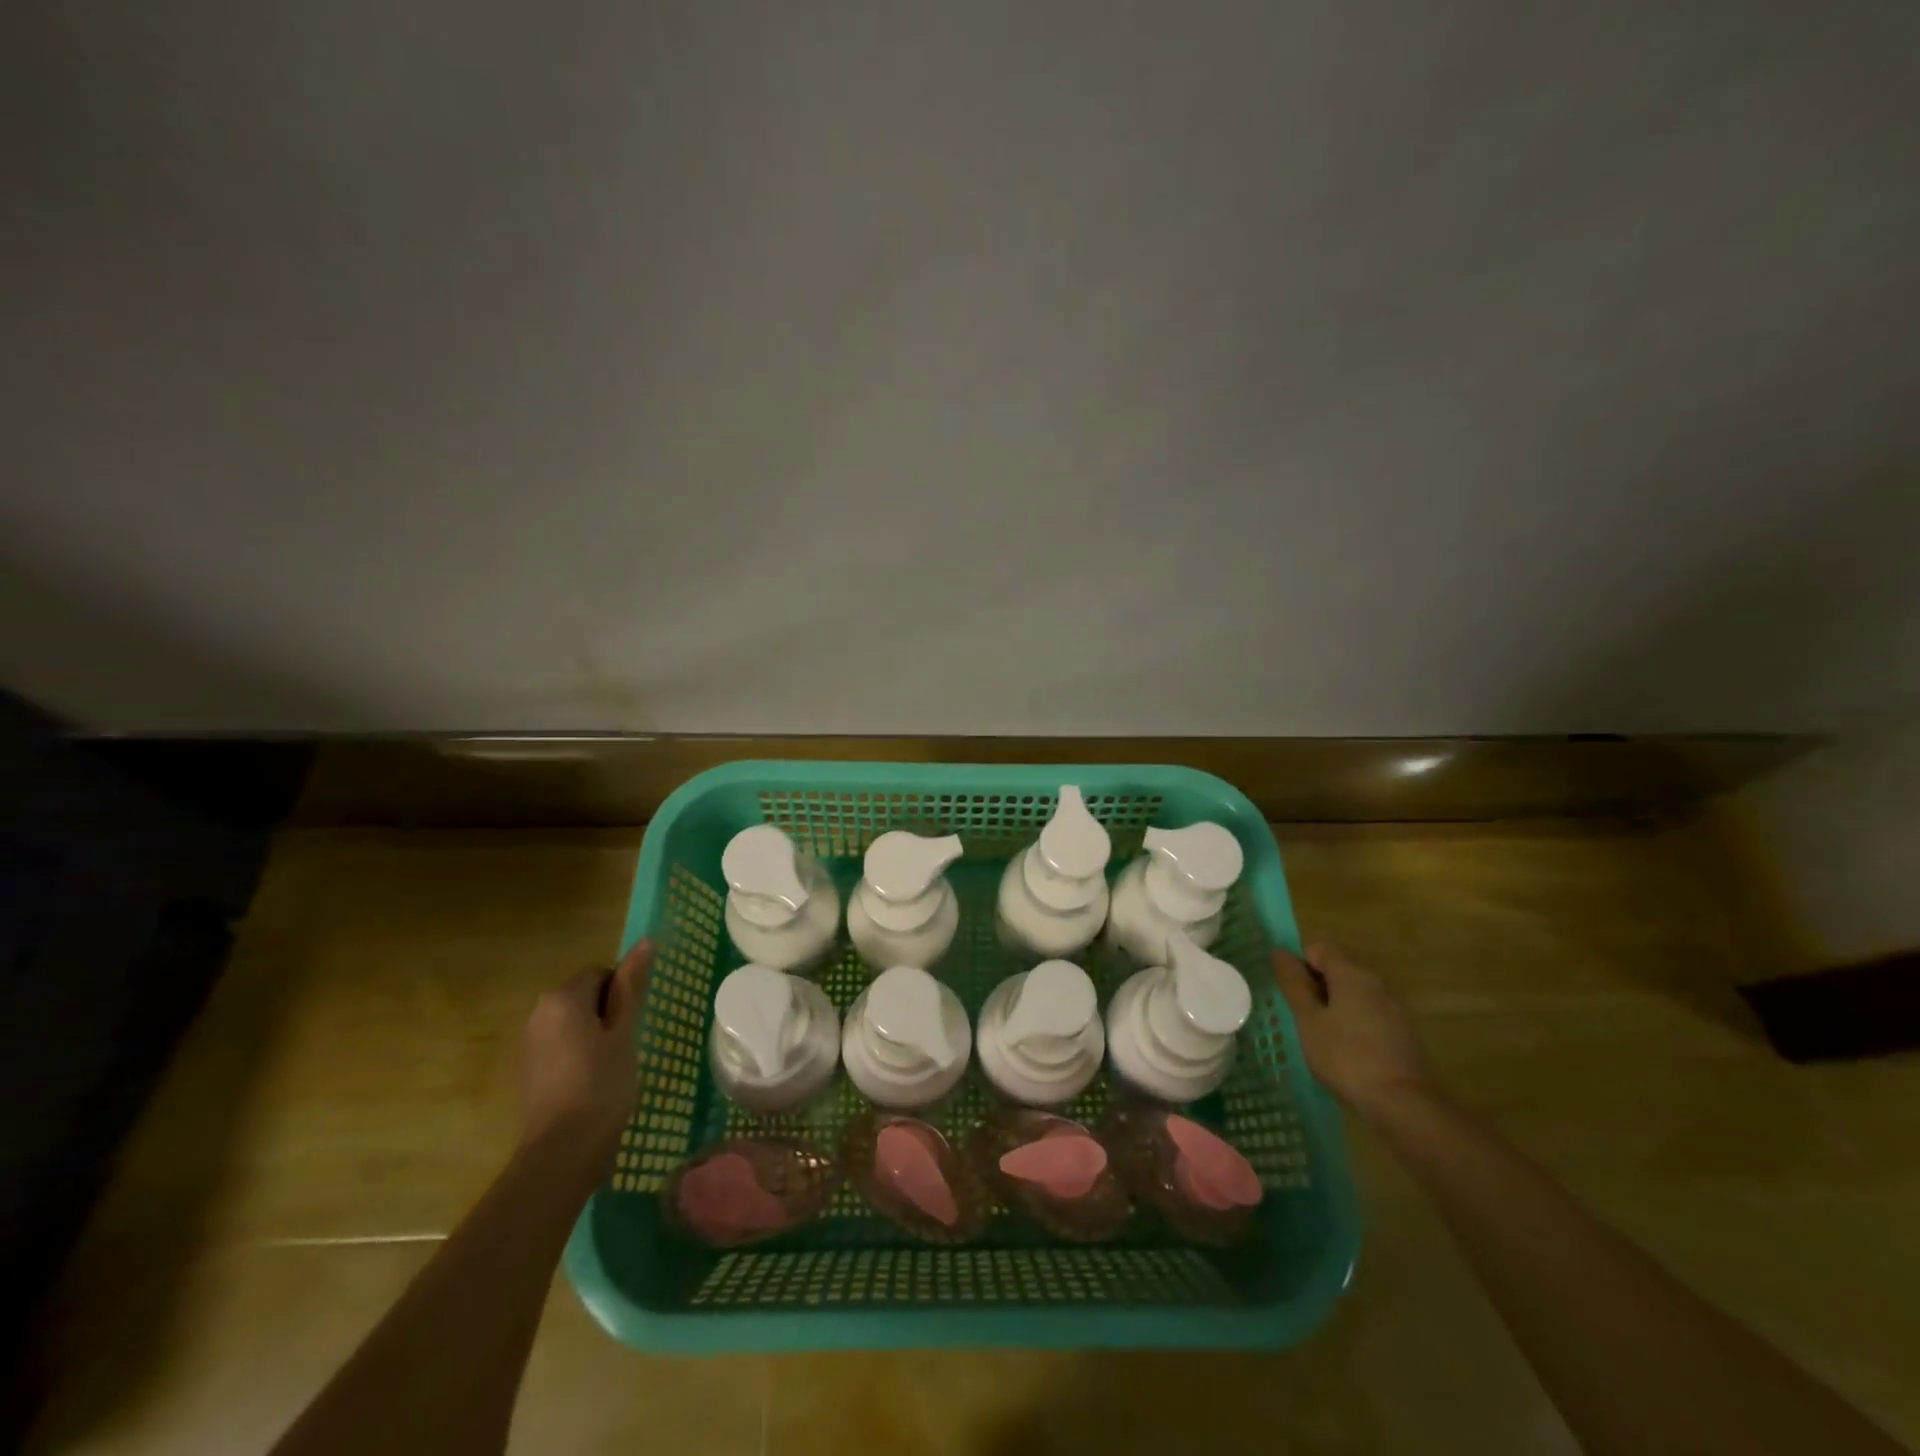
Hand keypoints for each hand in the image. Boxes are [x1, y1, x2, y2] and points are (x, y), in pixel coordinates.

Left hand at [516, 938, 651, 1179]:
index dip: (623, 995)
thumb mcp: (625, 1033)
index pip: (602, 974)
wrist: (561, 1151)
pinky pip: (559, 1044)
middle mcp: (538, 1012)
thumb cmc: (602, 1085)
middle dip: (607, 1012)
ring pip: (572, 1021)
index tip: (633, 1024)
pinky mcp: (526, 1069)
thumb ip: (632, 986)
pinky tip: (590, 1081)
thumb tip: (645, 942)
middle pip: (584, 995)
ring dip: (593, 1033)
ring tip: (611, 1065)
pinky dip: (576, 1053)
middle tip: (626, 1044)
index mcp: (563, 998)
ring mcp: (528, 1042)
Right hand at [1273, 941, 1437, 1119]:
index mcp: (1352, 974)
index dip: (1301, 965)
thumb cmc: (1345, 1056)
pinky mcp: (1403, 1031)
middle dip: (1317, 985)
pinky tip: (1349, 1051)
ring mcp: (1394, 1007)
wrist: (1402, 1103)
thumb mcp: (1308, 1020)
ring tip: (1324, 1037)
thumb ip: (1294, 983)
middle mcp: (1376, 982)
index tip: (1295, 996)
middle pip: (1339, 968)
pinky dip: (1354, 1021)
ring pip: (1355, 992)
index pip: (1319, 948)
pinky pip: (1370, 1012)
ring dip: (1335, 1004)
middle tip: (1304, 1017)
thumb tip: (1279, 951)